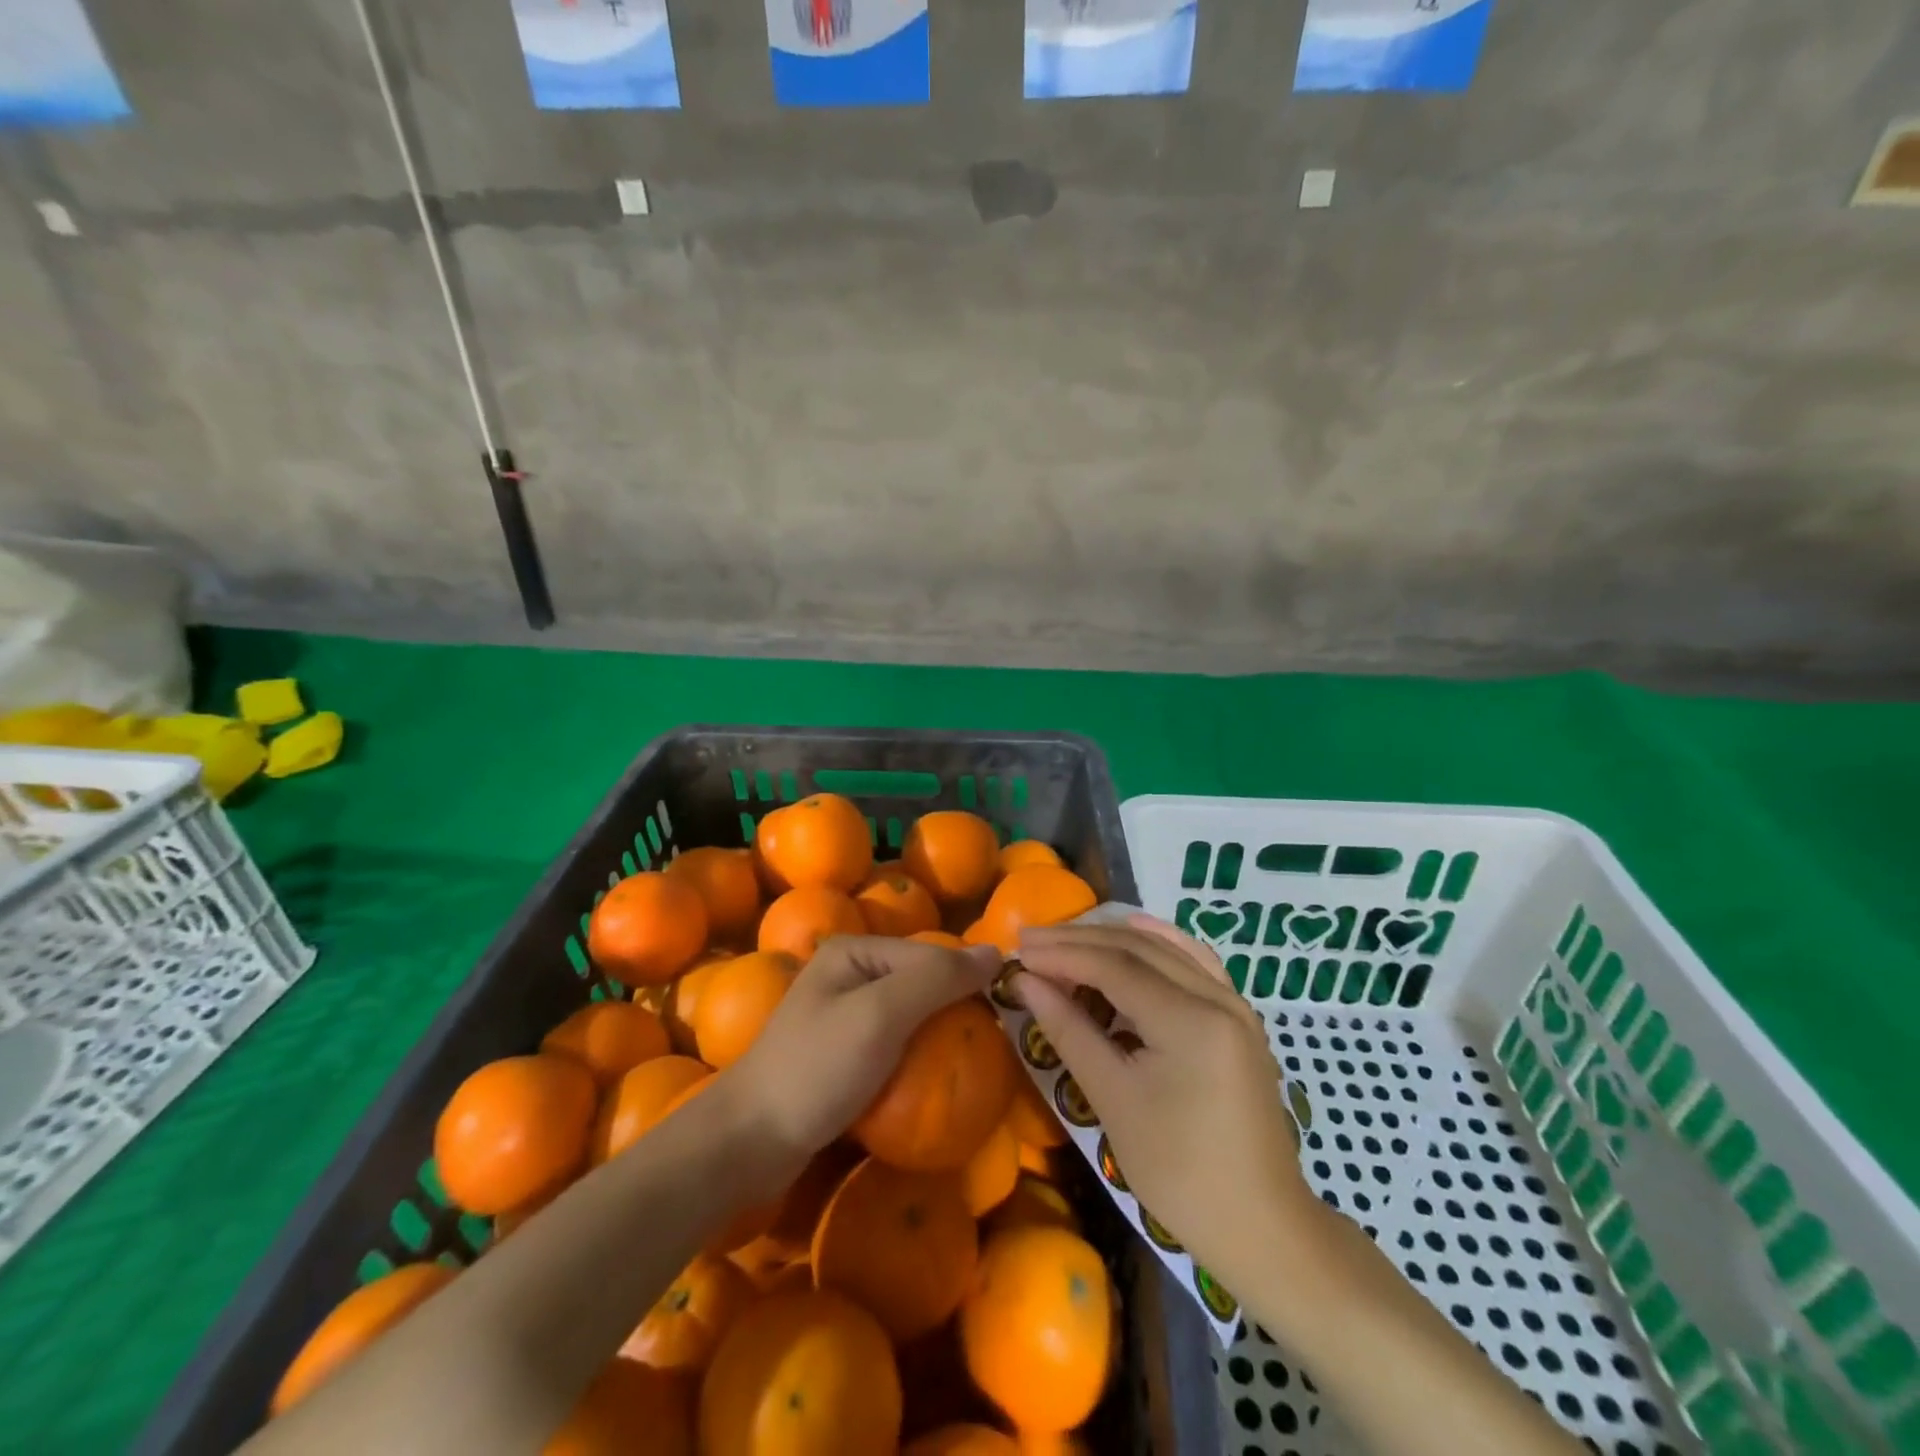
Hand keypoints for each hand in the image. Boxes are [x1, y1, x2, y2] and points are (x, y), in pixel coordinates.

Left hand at [723, 935, 1000, 1179]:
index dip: (967, 981)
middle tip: (993, 1047)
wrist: (748, 1143)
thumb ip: (937, 979)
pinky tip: (936, 1082)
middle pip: (921, 983)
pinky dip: (918, 1060)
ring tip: (974, 1064)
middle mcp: (849, 973)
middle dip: (954, 1011)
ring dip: (939, 1038)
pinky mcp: (843, 1054)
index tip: (1004, 1019)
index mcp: (854, 950)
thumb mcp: (881, 1015)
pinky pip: (895, 1045)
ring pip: (911, 1016)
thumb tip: (996, 951)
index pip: (930, 954)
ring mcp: (844, 1015)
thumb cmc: (816, 1069)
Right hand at [1013, 916, 1315, 1288]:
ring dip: (1112, 939)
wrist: (1261, 1226)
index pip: (1114, 966)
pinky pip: (1194, 963)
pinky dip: (1159, 944)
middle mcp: (1218, 997)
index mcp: (1191, 1020)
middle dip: (1080, 941)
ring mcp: (1235, 1005)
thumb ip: (1069, 1030)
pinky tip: (1135, 930)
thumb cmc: (1179, 1173)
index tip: (1018, 949)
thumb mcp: (1114, 1100)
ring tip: (1065, 938)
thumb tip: (1025, 982)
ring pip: (1165, 951)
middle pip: (1138, 950)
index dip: (1062, 953)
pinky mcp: (1238, 1019)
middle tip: (1030, 940)